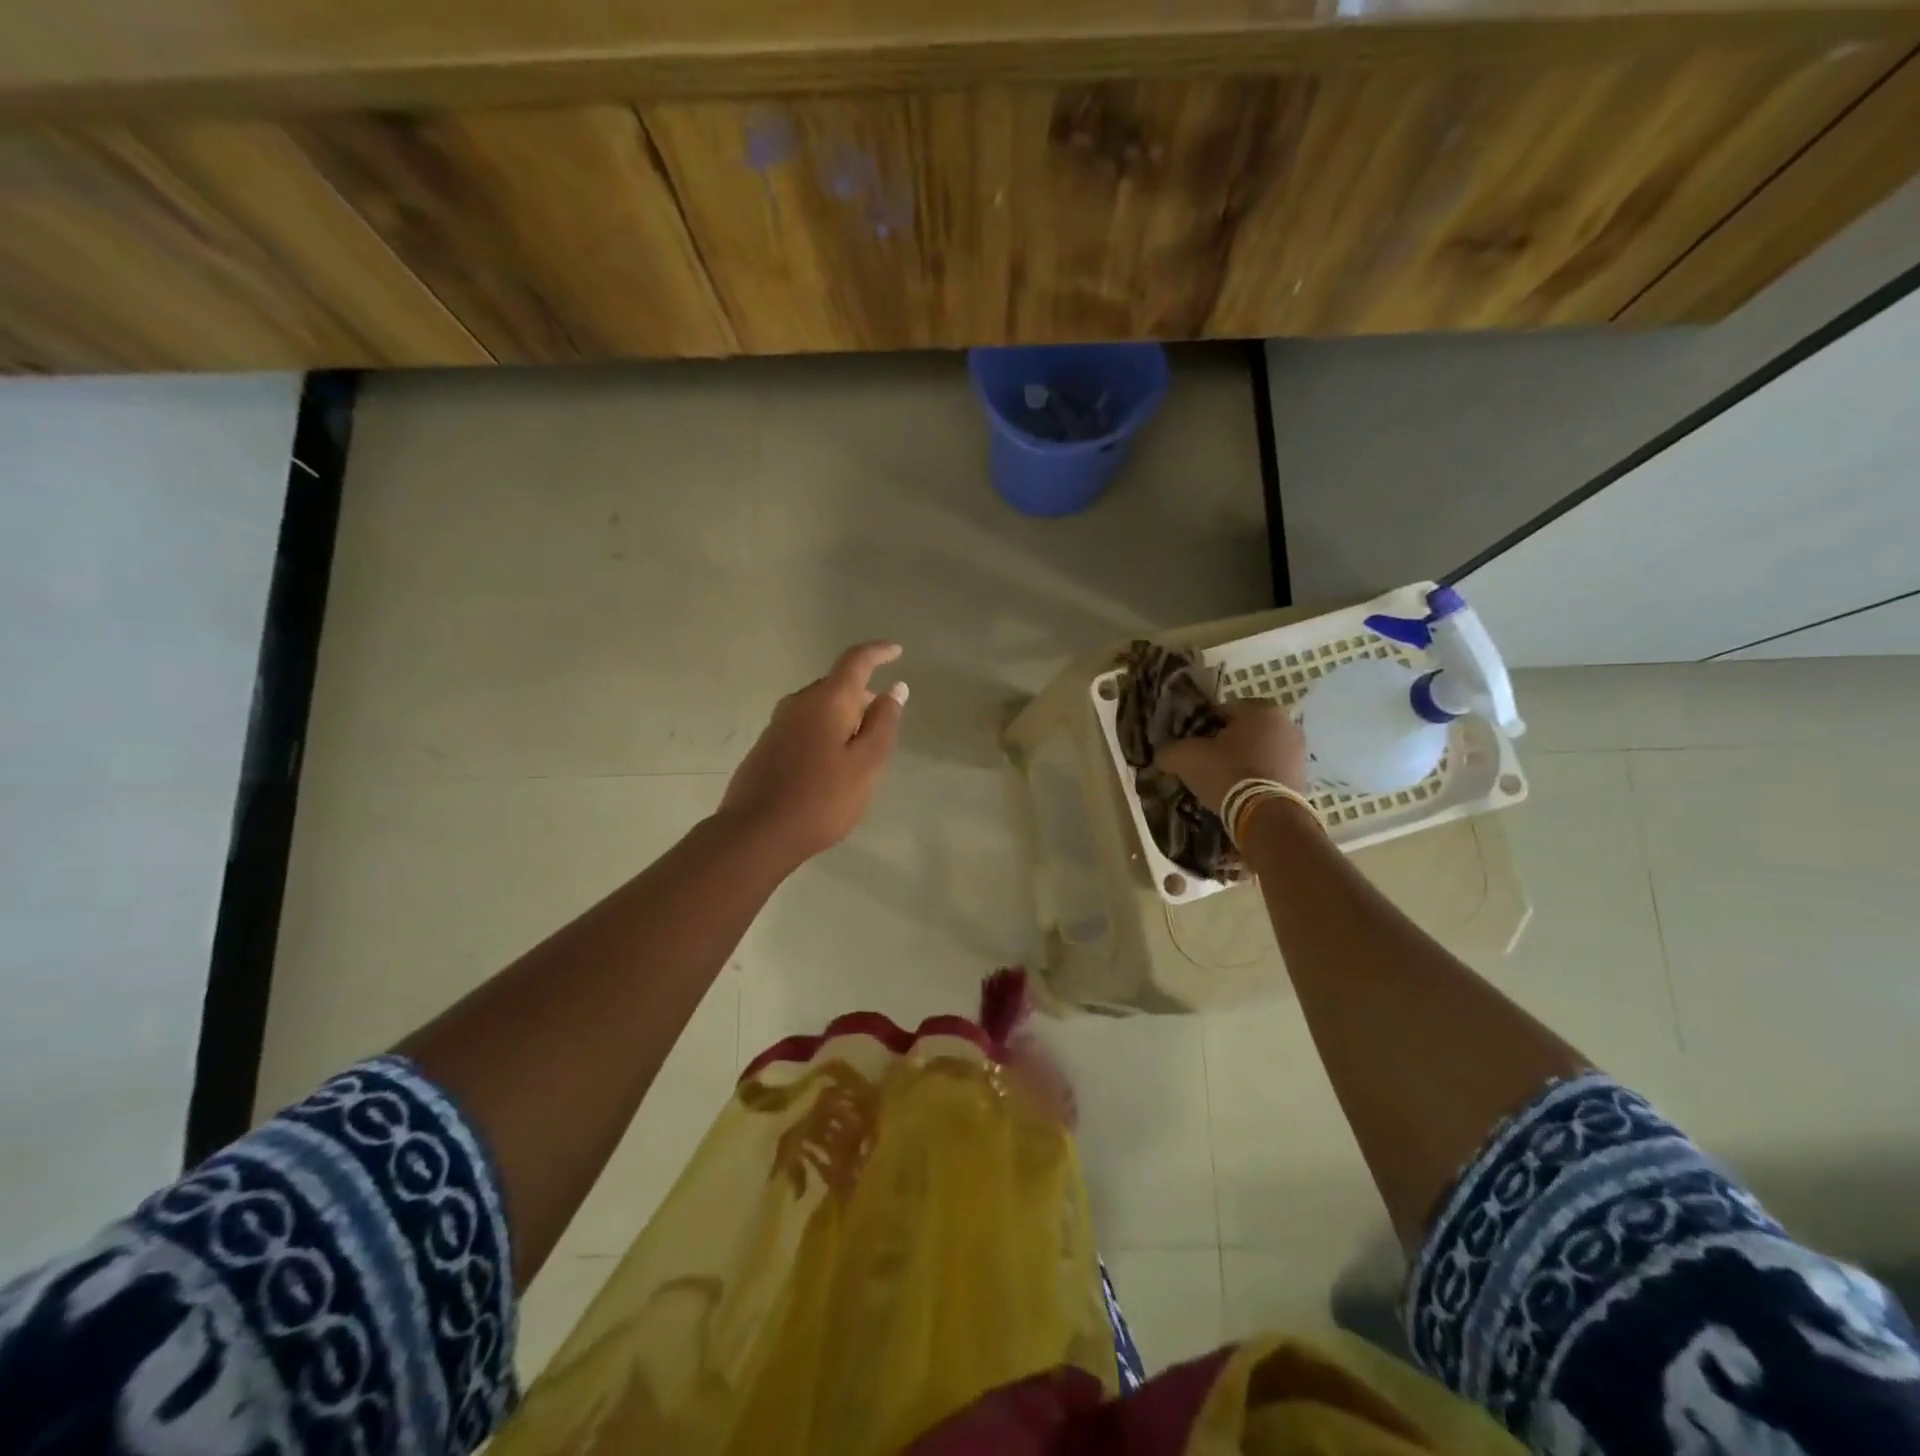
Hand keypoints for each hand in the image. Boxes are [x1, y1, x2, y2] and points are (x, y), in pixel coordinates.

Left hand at [720, 642, 907, 866]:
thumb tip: (895, 689)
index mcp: (827, 700)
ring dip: (844, 716)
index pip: (856, 661)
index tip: (896, 651)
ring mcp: (778, 725)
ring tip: (862, 746)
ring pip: (820, 707)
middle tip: (885, 718)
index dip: (878, 652)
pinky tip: (832, 764)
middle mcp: (799, 703)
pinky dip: (826, 732)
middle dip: (863, 694)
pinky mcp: (767, 747)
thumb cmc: (822, 798)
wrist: (756, 833)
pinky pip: (805, 726)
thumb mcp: (866, 763)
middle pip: (836, 685)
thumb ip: (883, 723)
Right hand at [1154, 698, 1306, 813]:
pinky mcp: (1304, 778)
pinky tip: (1240, 794)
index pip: (1219, 712)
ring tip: (1220, 784)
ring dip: (1241, 763)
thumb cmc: (1227, 774)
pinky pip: (1270, 772)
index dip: (1199, 728)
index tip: (1190, 748)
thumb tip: (1162, 754)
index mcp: (1260, 709)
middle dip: (1223, 746)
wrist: (1267, 816)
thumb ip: (1170, 750)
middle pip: (1242, 732)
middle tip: (1204, 766)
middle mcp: (1286, 724)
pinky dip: (1256, 779)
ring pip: (1258, 752)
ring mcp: (1299, 752)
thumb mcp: (1186, 758)